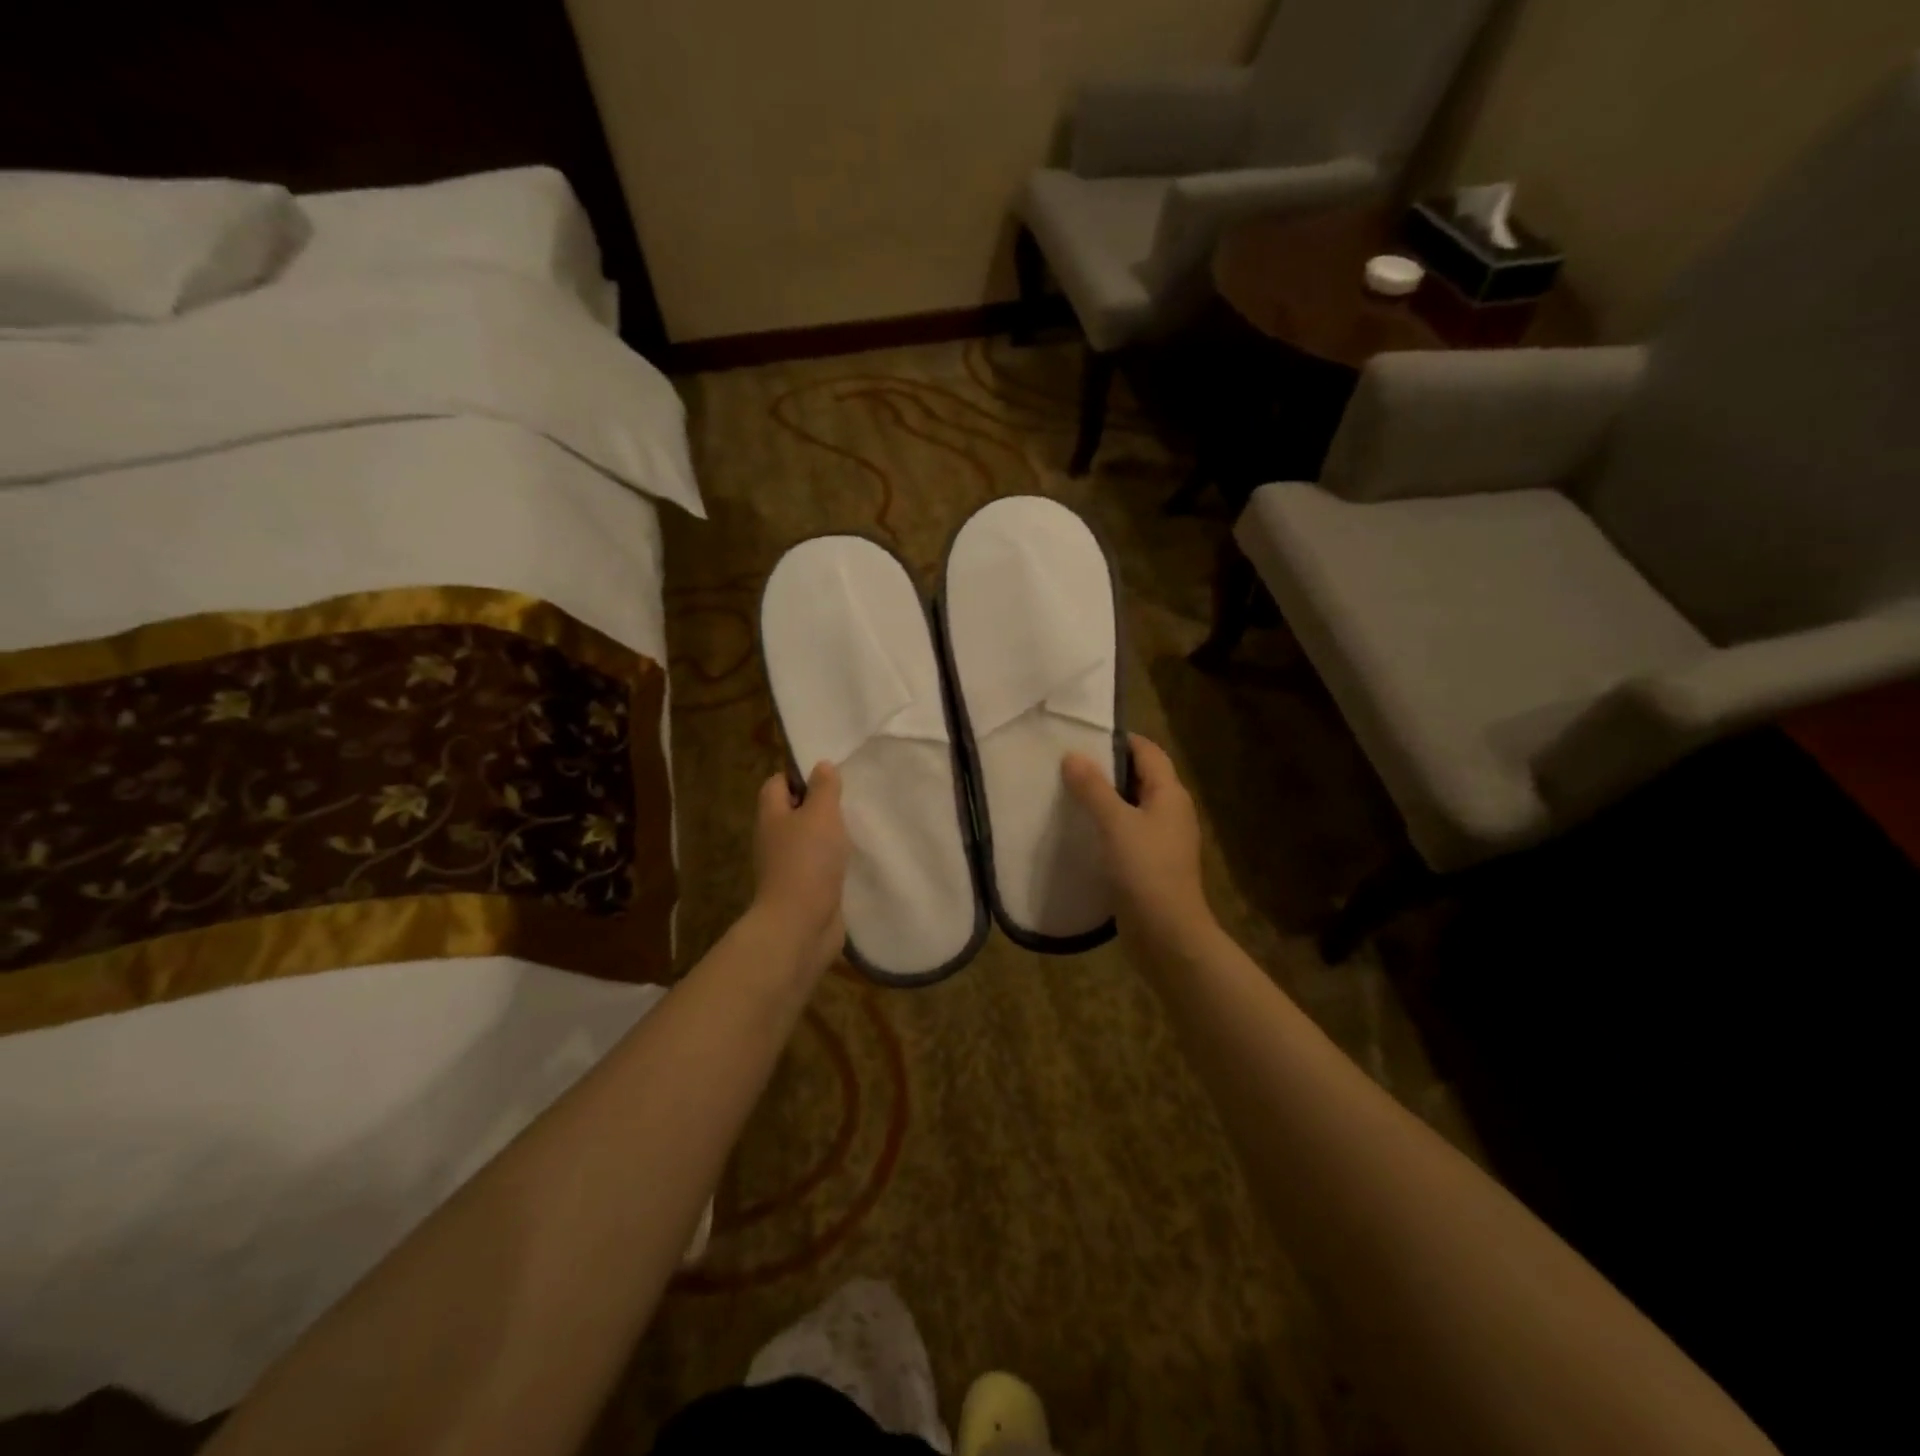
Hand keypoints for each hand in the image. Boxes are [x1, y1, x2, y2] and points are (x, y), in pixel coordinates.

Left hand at [752, 761, 850, 979]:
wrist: (801, 924)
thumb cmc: (808, 861)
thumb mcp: (821, 815)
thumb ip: (824, 789)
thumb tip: (821, 766)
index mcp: (772, 816)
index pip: (776, 784)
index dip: (798, 776)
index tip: (828, 777)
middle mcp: (774, 839)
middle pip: (792, 812)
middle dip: (818, 806)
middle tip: (848, 801)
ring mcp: (788, 866)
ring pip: (808, 840)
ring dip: (828, 836)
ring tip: (856, 828)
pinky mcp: (804, 889)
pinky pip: (819, 866)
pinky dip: (833, 861)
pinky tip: (854, 859)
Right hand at [1062, 734, 1210, 949]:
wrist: (1167, 934)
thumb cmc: (1145, 871)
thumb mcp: (1115, 824)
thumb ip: (1093, 788)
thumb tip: (1072, 755)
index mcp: (1170, 794)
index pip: (1148, 751)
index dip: (1119, 740)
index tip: (1083, 736)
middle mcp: (1171, 811)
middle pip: (1139, 777)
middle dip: (1106, 768)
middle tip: (1067, 763)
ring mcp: (1162, 840)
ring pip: (1131, 806)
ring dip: (1103, 799)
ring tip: (1066, 793)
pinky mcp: (1150, 864)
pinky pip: (1126, 833)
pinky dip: (1105, 826)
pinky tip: (1079, 831)